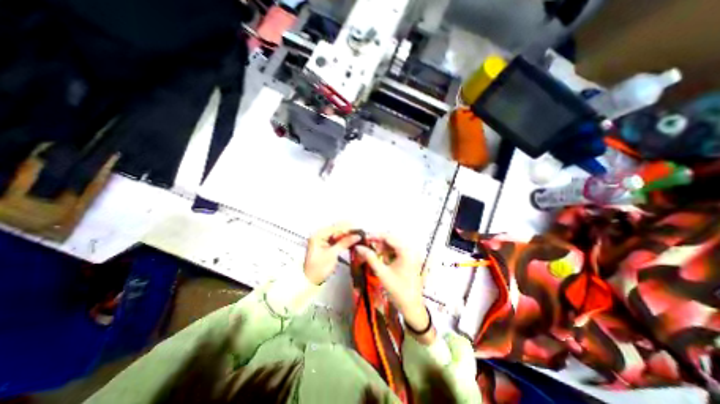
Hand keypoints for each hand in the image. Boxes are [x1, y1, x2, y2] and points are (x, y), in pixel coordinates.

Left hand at [302, 224, 360, 286]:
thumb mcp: (332, 255)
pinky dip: (344, 239)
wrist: (310, 281)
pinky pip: (337, 239)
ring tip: (358, 237)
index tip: (358, 230)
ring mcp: (322, 239)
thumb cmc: (317, 269)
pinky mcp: (326, 244)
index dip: (348, 228)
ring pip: (338, 233)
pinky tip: (351, 241)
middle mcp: (319, 234)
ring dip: (348, 235)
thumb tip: (355, 236)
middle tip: (360, 233)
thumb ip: (344, 243)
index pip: (336, 227)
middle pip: (337, 229)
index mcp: (318, 235)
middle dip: (349, 230)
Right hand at [354, 236, 432, 342]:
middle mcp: (410, 250)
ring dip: (382, 248)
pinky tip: (380, 259)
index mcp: (406, 251)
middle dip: (378, 242)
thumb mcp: (382, 273)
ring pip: (393, 245)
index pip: (389, 237)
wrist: (412, 307)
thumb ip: (370, 258)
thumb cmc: (398, 290)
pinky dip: (387, 253)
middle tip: (365, 246)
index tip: (363, 238)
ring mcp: (410, 255)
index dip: (375, 236)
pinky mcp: (409, 260)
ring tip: (372, 254)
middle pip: (391, 240)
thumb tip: (358, 247)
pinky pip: (396, 251)